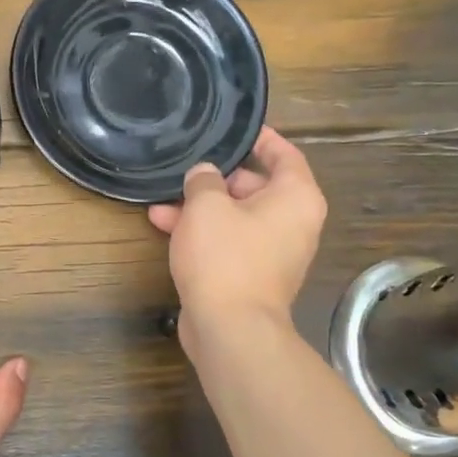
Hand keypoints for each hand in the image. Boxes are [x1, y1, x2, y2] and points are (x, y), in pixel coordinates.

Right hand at [148, 127, 326, 356]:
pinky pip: (228, 243)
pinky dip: (203, 234)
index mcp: (296, 197)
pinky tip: (165, 226)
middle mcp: (292, 223)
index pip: (284, 154)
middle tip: (185, 167)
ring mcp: (272, 252)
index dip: (259, 138)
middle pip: (255, 187)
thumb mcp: (206, 206)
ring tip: (162, 200)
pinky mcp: (251, 275)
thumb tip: (204, 175)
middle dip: (215, 179)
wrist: (230, 328)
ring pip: (235, 217)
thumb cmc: (225, 257)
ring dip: (200, 208)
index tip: (235, 128)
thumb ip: (203, 180)